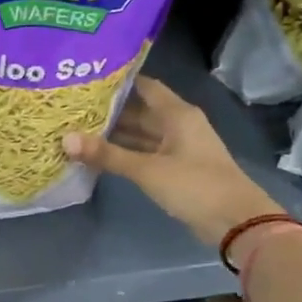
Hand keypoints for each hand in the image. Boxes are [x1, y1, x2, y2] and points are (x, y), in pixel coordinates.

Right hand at [62, 76, 279, 248]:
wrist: (236, 221)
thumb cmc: (194, 185)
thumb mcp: (147, 170)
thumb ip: (107, 154)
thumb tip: (65, 139)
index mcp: (177, 114)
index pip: (145, 85)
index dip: (118, 81)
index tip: (87, 79)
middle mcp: (179, 124)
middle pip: (141, 109)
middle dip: (111, 109)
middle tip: (75, 106)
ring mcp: (179, 147)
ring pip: (143, 133)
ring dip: (117, 132)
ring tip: (80, 128)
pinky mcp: (177, 168)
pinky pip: (146, 151)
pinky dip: (127, 151)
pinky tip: (102, 154)